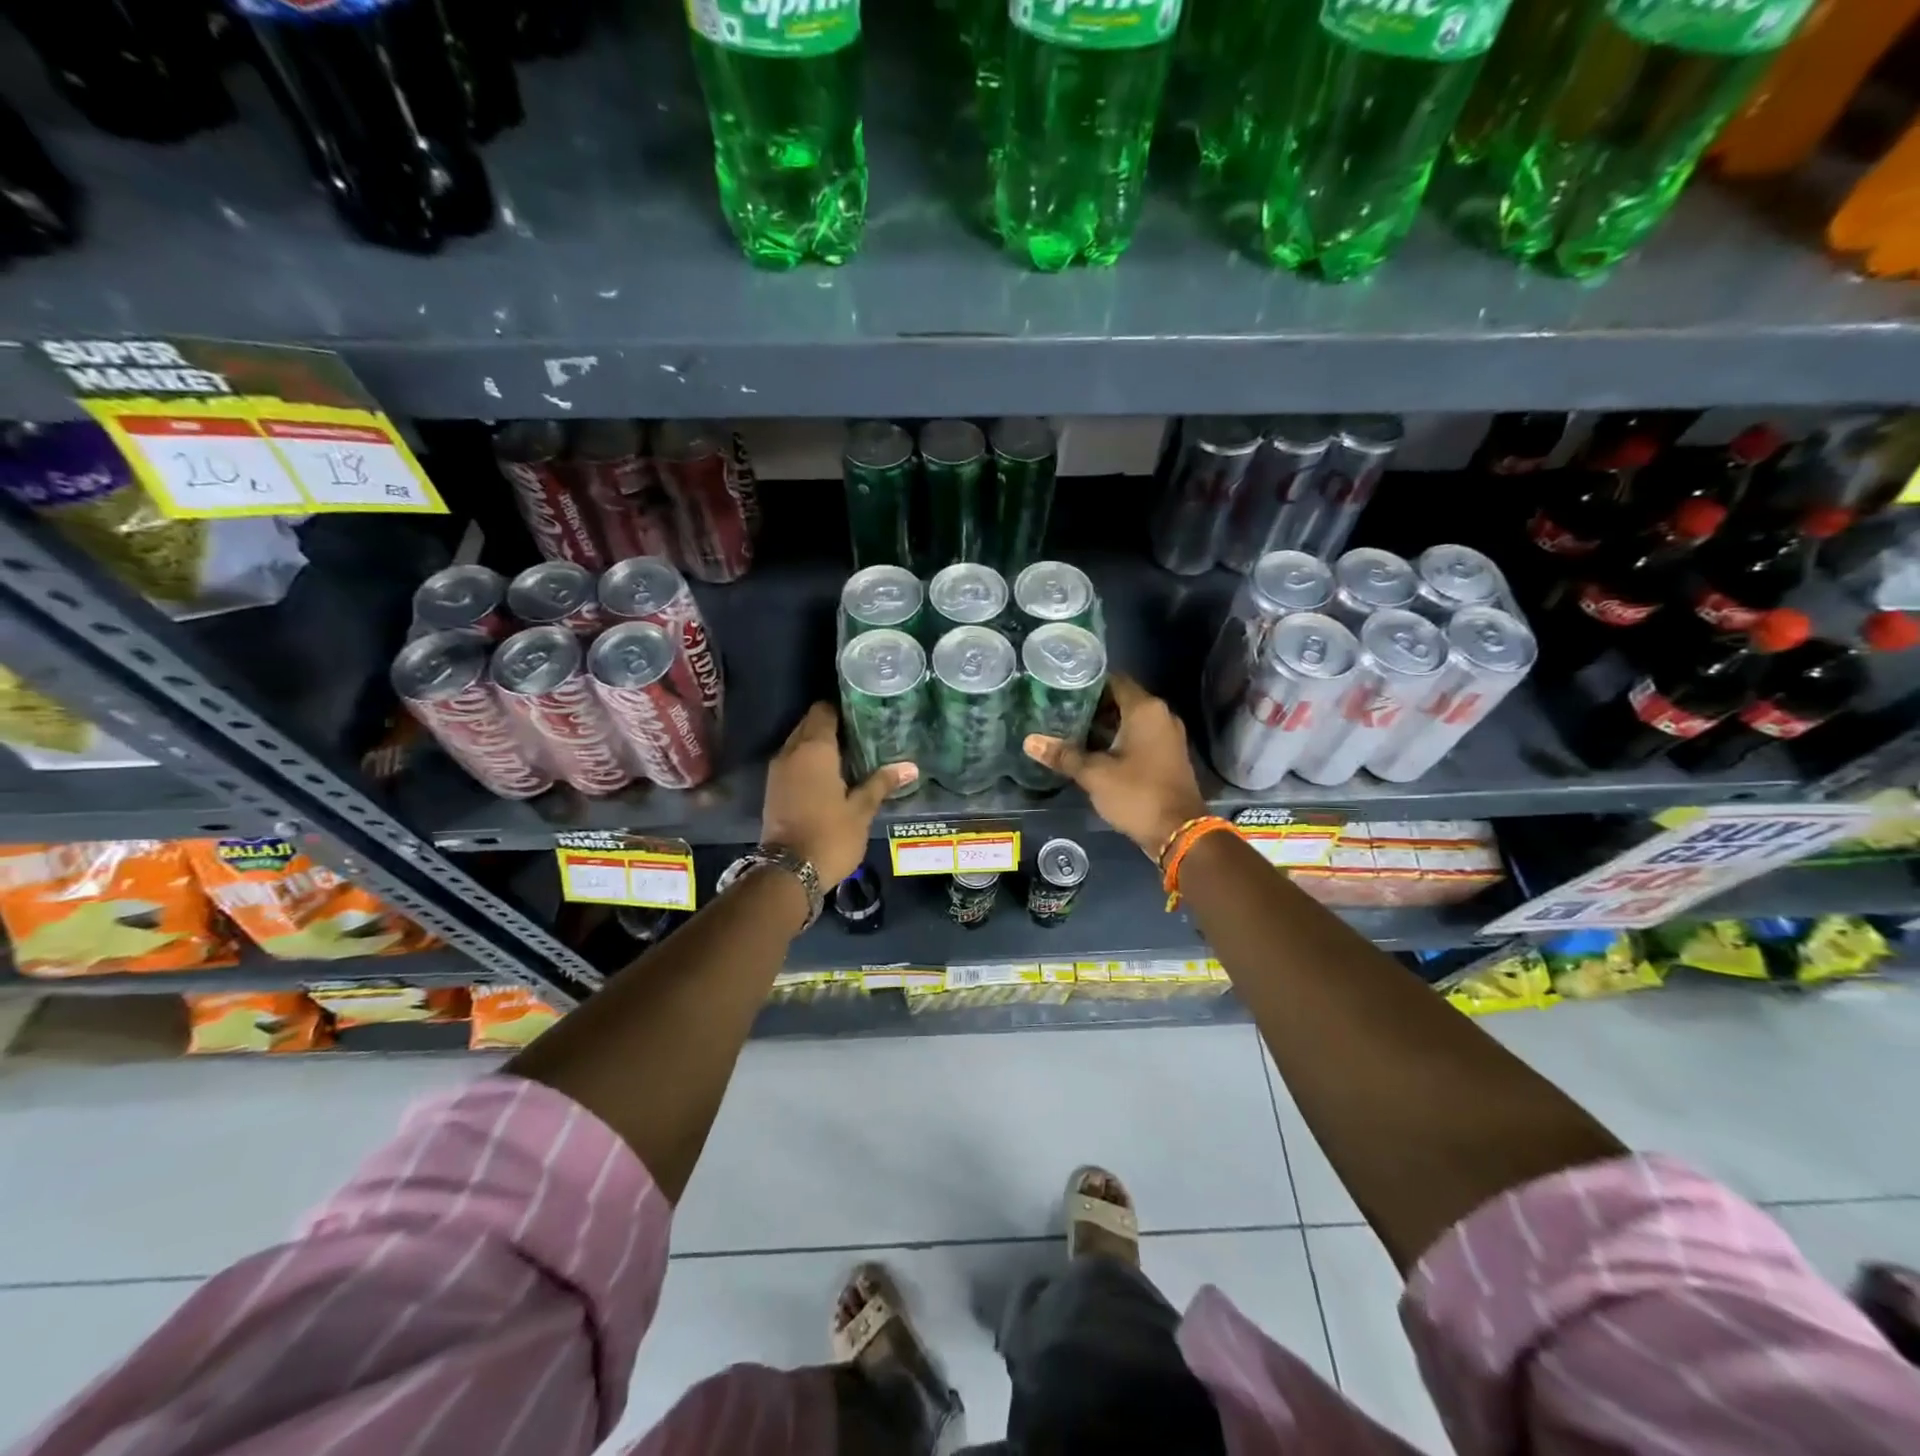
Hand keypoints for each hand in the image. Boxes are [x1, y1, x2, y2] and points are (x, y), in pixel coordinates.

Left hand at [762, 702, 914, 884]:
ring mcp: (778, 770)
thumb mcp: (861, 810)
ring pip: (798, 743)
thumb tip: (910, 767)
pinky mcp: (773, 788)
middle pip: (809, 724)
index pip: (824, 710)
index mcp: (814, 749)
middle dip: (831, 723)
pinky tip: (831, 773)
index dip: (843, 707)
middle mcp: (791, 752)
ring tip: (850, 751)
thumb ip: (882, 783)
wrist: (788, 872)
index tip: (864, 711)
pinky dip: (808, 760)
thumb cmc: (830, 835)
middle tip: (862, 731)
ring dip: (819, 743)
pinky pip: (792, 761)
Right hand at [1024, 675, 1207, 859]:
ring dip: (1104, 725)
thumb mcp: (1094, 774)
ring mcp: (1167, 736)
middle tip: (1059, 711)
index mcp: (1145, 710)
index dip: (1087, 683)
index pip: (1114, 680)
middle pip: (1121, 699)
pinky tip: (1093, 751)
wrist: (1179, 832)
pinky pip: (1139, 736)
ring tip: (1070, 730)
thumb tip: (1029, 742)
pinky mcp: (1168, 755)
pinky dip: (1118, 739)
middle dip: (1091, 705)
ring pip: (1130, 720)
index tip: (1061, 688)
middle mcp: (1161, 715)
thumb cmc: (1137, 794)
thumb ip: (1063, 755)